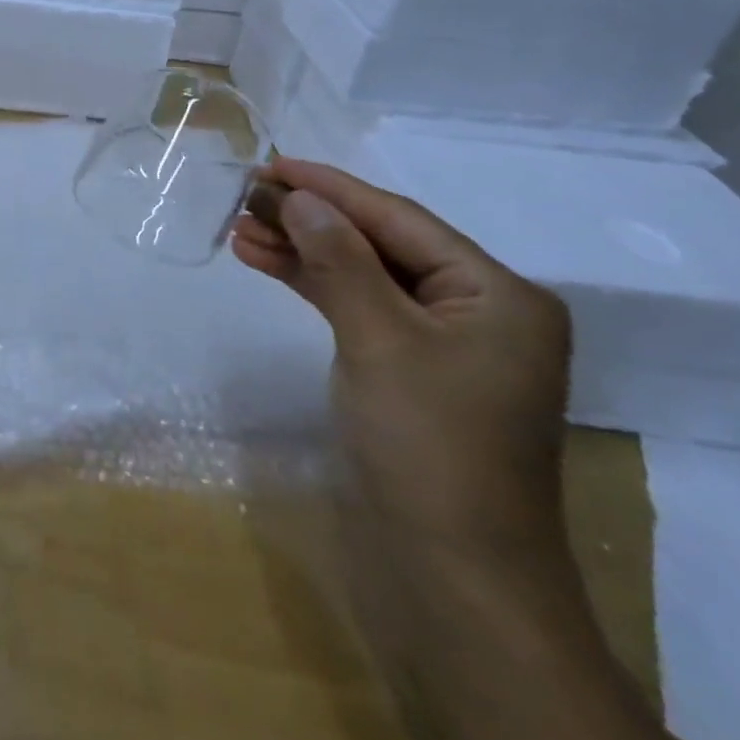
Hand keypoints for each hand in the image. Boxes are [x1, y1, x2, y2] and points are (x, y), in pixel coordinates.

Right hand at [232, 157, 571, 559]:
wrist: (452, 575)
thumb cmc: (428, 445)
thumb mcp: (379, 339)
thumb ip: (339, 260)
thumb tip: (299, 198)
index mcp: (497, 294)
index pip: (400, 220)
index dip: (331, 188)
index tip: (272, 164)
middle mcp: (477, 310)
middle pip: (380, 243)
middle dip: (311, 218)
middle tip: (246, 195)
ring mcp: (441, 343)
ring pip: (362, 274)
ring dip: (303, 250)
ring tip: (241, 227)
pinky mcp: (407, 370)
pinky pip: (357, 308)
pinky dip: (312, 285)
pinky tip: (266, 263)